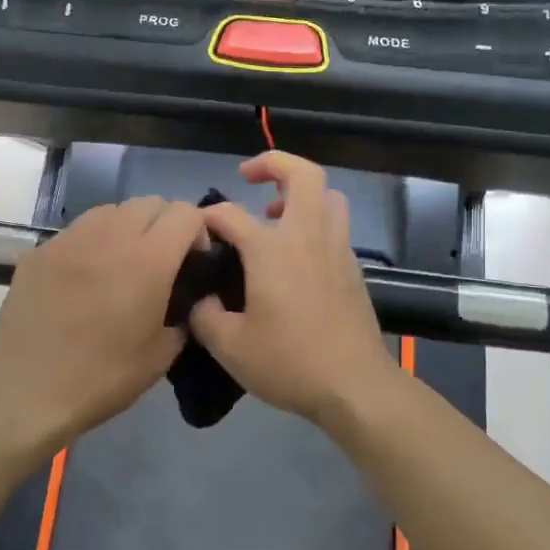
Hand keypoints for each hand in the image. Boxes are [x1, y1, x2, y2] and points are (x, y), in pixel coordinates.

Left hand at [0, 196, 204, 454]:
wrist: (27, 391)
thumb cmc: (102, 377)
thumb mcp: (161, 356)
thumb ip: (182, 318)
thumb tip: (184, 303)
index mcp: (149, 260)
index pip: (186, 213)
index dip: (198, 231)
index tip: (194, 260)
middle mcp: (110, 236)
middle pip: (149, 203)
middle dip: (164, 224)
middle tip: (161, 261)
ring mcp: (69, 239)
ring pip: (111, 210)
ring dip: (127, 227)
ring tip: (121, 263)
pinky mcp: (39, 251)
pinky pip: (76, 232)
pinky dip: (91, 244)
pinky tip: (84, 279)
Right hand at [190, 152, 401, 425]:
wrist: (354, 386)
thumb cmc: (289, 363)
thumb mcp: (230, 346)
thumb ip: (204, 316)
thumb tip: (199, 300)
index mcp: (272, 249)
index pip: (230, 213)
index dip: (206, 217)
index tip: (195, 233)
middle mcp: (307, 237)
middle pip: (303, 174)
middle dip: (273, 163)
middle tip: (248, 177)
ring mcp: (337, 250)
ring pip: (328, 196)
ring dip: (301, 192)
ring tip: (275, 214)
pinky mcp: (354, 269)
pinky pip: (336, 226)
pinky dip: (316, 222)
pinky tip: (297, 255)